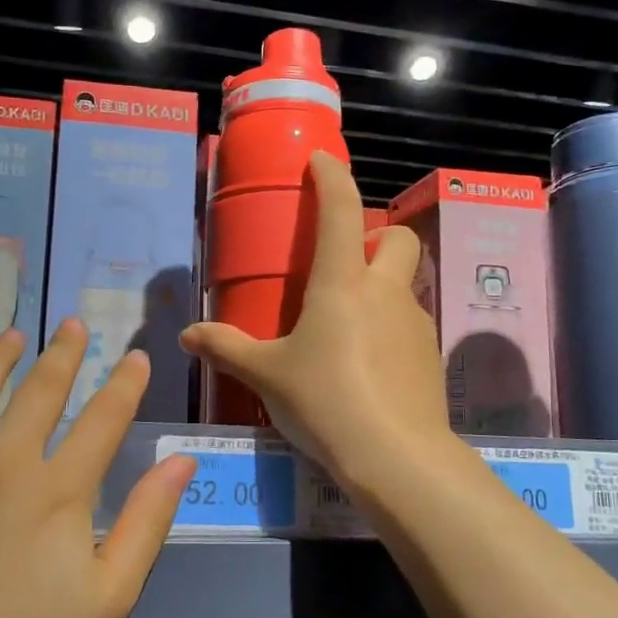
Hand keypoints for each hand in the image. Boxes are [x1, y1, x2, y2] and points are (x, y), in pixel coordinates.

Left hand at [0, 320, 195, 617]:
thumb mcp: (109, 597)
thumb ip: (147, 522)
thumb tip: (181, 460)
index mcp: (59, 489)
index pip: (103, 418)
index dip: (124, 383)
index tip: (136, 356)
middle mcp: (3, 461)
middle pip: (40, 391)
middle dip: (63, 354)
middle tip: (73, 325)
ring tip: (10, 334)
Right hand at [181, 151, 453, 491]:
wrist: (397, 457)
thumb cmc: (325, 401)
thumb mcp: (267, 375)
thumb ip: (226, 348)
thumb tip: (187, 336)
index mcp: (342, 283)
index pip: (341, 210)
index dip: (331, 177)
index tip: (321, 161)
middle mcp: (385, 292)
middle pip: (397, 238)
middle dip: (376, 235)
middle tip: (344, 262)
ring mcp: (415, 323)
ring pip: (404, 285)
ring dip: (380, 287)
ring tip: (345, 326)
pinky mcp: (430, 356)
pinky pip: (408, 324)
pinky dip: (388, 328)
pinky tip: (365, 365)